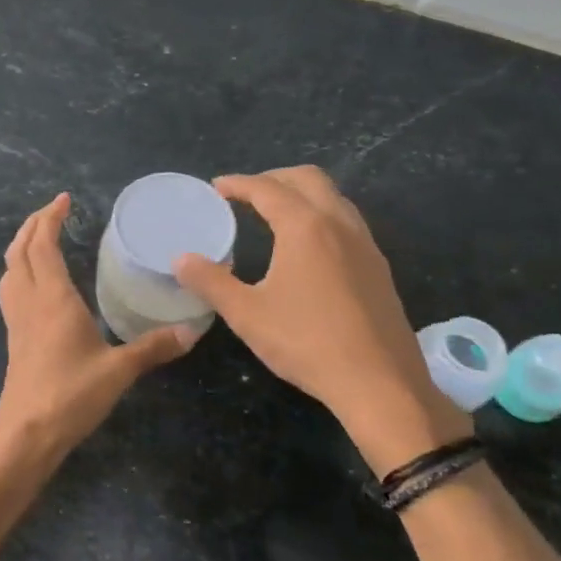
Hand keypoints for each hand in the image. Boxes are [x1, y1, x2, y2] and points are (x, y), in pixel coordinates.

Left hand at [0, 193, 193, 462]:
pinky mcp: (14, 338)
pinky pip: (10, 290)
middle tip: (53, 211)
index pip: (43, 245)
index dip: (50, 218)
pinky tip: (34, 283)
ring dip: (21, 246)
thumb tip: (191, 331)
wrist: (28, 433)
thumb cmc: (72, 395)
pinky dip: (19, 271)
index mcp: (53, 298)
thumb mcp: (119, 370)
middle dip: (33, 225)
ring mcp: (16, 320)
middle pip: (19, 251)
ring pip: (9, 269)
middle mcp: (29, 302)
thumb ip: (153, 348)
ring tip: (39, 237)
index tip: (64, 199)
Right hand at [172, 166, 469, 470]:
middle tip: (247, 194)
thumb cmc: (305, 342)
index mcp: (305, 227)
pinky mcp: (379, 268)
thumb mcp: (246, 314)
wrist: (378, 382)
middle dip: (274, 178)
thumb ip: (211, 282)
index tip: (217, 187)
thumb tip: (181, 260)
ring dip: (303, 195)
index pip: (267, 188)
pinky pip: (348, 223)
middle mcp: (339, 224)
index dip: (238, 184)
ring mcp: (366, 245)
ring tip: (277, 215)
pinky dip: (323, 217)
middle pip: (308, 179)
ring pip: (334, 198)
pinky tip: (309, 249)